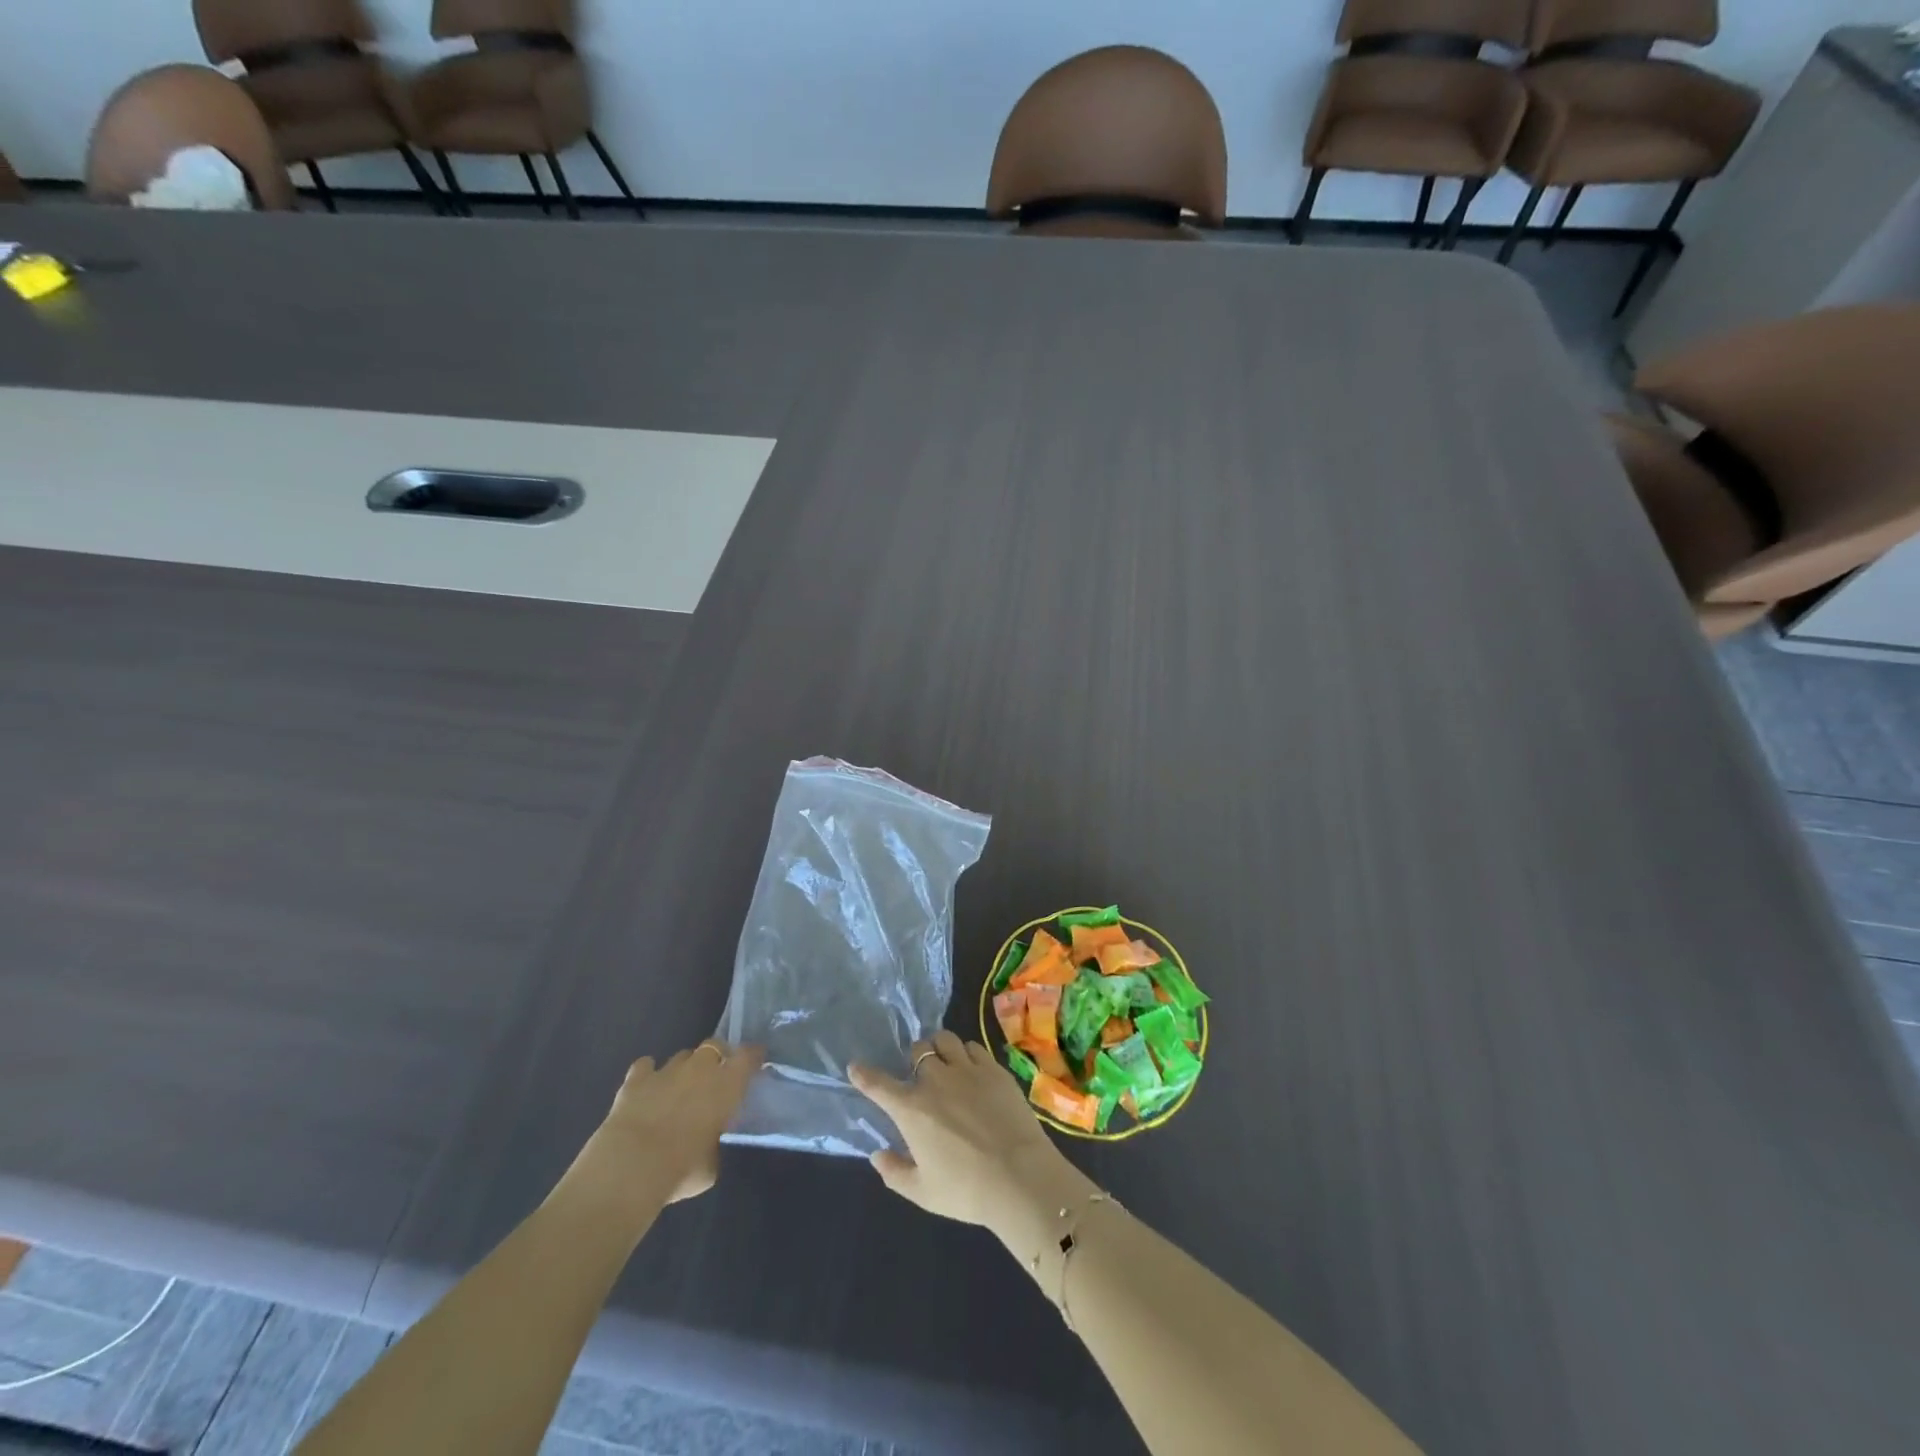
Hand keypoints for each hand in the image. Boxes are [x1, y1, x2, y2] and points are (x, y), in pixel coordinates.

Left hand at [593, 1041, 763, 1203]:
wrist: (630, 1168)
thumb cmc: (681, 1169)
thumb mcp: (711, 1165)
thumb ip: (714, 1145)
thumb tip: (707, 1143)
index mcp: (726, 1085)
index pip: (748, 1056)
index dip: (753, 1056)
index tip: (756, 1061)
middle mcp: (699, 1069)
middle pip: (713, 1046)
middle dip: (716, 1056)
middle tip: (715, 1076)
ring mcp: (666, 1071)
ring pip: (681, 1055)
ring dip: (684, 1068)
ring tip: (679, 1087)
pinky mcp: (635, 1080)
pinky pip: (645, 1066)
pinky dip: (647, 1073)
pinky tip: (646, 1087)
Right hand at [850, 1030, 1090, 1239]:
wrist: (1020, 1176)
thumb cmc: (966, 1190)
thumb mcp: (922, 1192)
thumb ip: (894, 1172)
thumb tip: (877, 1155)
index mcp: (912, 1110)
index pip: (879, 1085)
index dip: (864, 1074)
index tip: (855, 1067)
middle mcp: (935, 1080)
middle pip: (917, 1051)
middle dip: (914, 1059)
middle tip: (919, 1073)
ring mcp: (967, 1070)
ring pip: (945, 1040)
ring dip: (939, 1048)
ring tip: (944, 1061)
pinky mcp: (994, 1068)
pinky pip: (973, 1047)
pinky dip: (966, 1053)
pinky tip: (971, 1068)